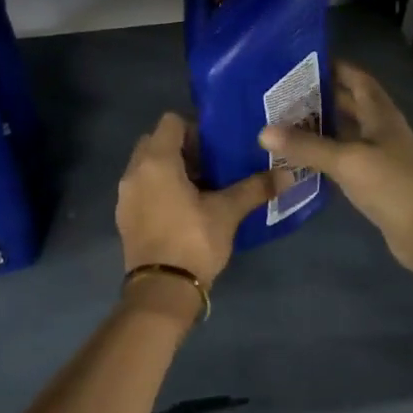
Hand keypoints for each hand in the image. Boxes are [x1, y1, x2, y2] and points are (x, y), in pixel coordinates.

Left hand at [117, 112, 276, 289]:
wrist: (162, 290)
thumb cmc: (193, 241)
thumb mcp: (228, 212)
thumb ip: (255, 188)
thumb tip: (288, 174)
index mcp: (157, 161)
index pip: (171, 121)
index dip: (194, 127)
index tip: (216, 146)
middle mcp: (134, 171)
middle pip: (156, 141)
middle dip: (182, 147)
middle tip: (211, 165)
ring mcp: (125, 195)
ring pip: (147, 166)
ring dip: (170, 169)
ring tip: (200, 187)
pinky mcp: (125, 217)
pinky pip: (142, 188)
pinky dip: (159, 189)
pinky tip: (184, 209)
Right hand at [258, 61, 412, 274]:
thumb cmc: (391, 185)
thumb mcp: (346, 161)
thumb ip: (306, 146)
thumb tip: (263, 131)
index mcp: (380, 114)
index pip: (357, 78)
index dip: (333, 67)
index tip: (299, 63)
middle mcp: (381, 128)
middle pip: (350, 103)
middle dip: (320, 96)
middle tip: (282, 94)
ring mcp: (380, 154)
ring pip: (346, 131)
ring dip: (320, 126)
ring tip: (284, 122)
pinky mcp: (374, 179)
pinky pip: (345, 157)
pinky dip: (325, 153)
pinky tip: (300, 158)